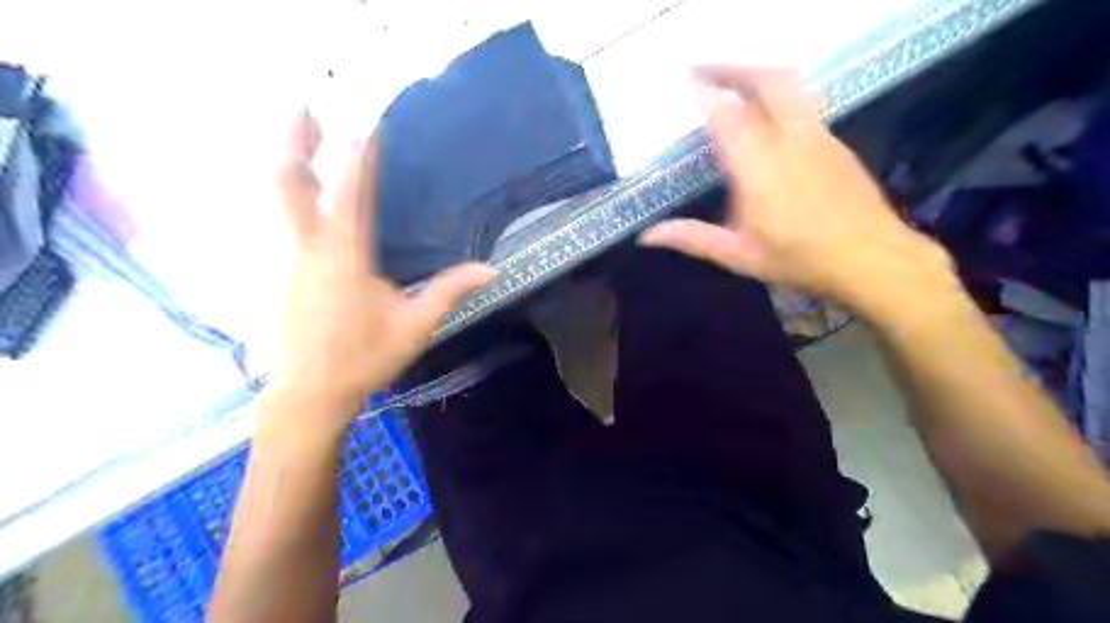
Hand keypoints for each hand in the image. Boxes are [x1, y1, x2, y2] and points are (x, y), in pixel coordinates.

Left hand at [272, 112, 492, 422]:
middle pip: (291, 180)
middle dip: (296, 139)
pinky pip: (271, 218)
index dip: (358, 158)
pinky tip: (290, 187)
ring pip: (273, 195)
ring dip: (284, 158)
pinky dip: (281, 192)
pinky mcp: (271, 269)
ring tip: (295, 132)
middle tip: (304, 105)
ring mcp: (282, 256)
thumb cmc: (364, 357)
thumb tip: (492, 270)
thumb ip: (449, 292)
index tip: (366, 128)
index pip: (351, 194)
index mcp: (345, 257)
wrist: (308, 391)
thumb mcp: (415, 326)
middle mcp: (306, 247)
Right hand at [638, 65, 949, 313]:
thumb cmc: (798, 259)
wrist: (870, 258)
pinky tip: (766, 113)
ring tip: (731, 81)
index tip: (685, 82)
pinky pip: (801, 102)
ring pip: (788, 84)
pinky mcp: (833, 141)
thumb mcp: (738, 256)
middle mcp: (788, 140)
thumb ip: (692, 239)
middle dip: (732, 67)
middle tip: (704, 68)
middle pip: (765, 80)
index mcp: (758, 168)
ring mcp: (816, 135)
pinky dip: (777, 93)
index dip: (705, 94)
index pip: (727, 115)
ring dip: (756, 74)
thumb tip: (647, 236)